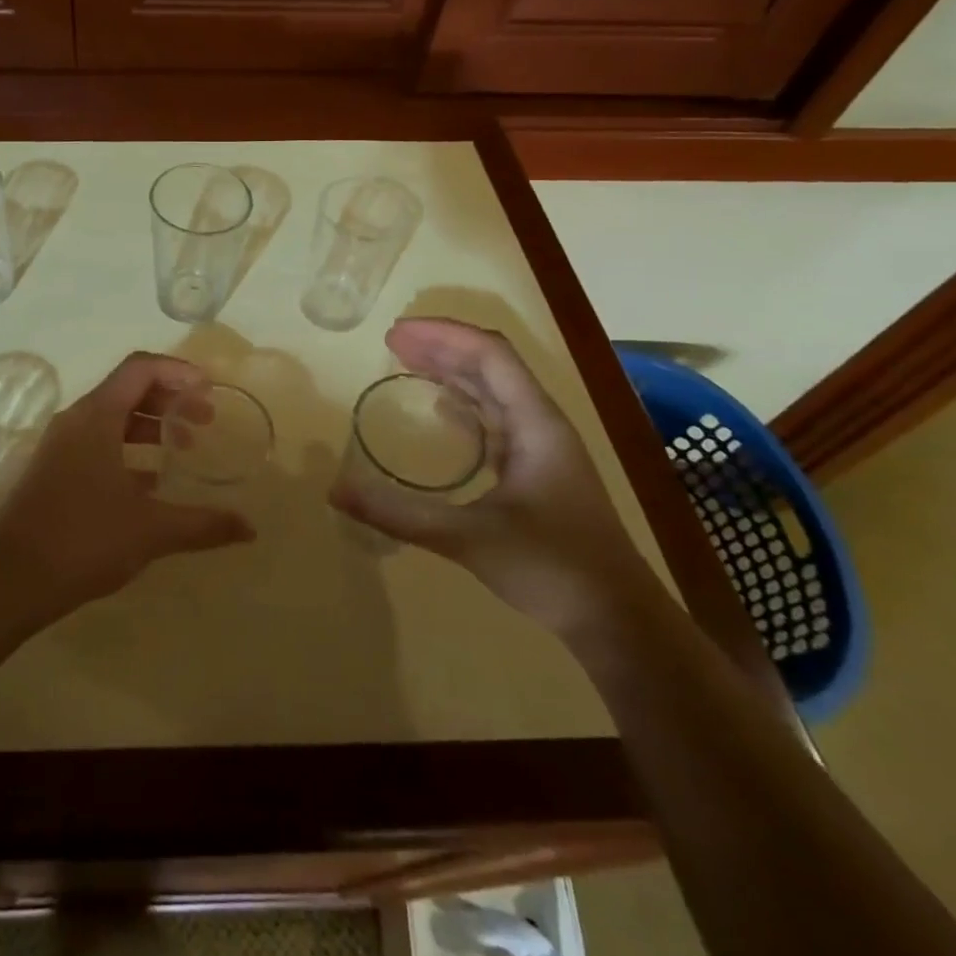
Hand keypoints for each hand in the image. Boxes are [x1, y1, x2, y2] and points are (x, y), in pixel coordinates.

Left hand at [0, 351, 255, 617]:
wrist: (11, 579)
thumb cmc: (83, 540)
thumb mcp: (150, 530)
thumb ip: (202, 524)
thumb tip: (250, 528)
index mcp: (96, 417)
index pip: (140, 368)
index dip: (178, 371)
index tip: (209, 391)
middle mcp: (76, 420)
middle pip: (128, 388)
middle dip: (170, 399)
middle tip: (205, 421)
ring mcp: (61, 445)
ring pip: (112, 416)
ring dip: (150, 424)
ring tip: (183, 447)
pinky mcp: (54, 470)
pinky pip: (98, 442)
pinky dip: (128, 448)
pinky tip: (149, 481)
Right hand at [329, 319, 658, 636]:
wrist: (619, 621)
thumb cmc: (552, 568)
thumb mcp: (468, 538)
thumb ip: (400, 514)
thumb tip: (336, 491)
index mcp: (535, 423)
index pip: (489, 354)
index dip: (442, 335)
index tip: (395, 333)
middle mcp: (541, 424)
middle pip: (490, 365)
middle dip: (441, 346)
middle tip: (391, 342)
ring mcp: (541, 448)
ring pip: (493, 391)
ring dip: (452, 371)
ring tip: (406, 363)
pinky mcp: (537, 471)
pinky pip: (495, 420)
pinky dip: (463, 404)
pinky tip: (440, 410)